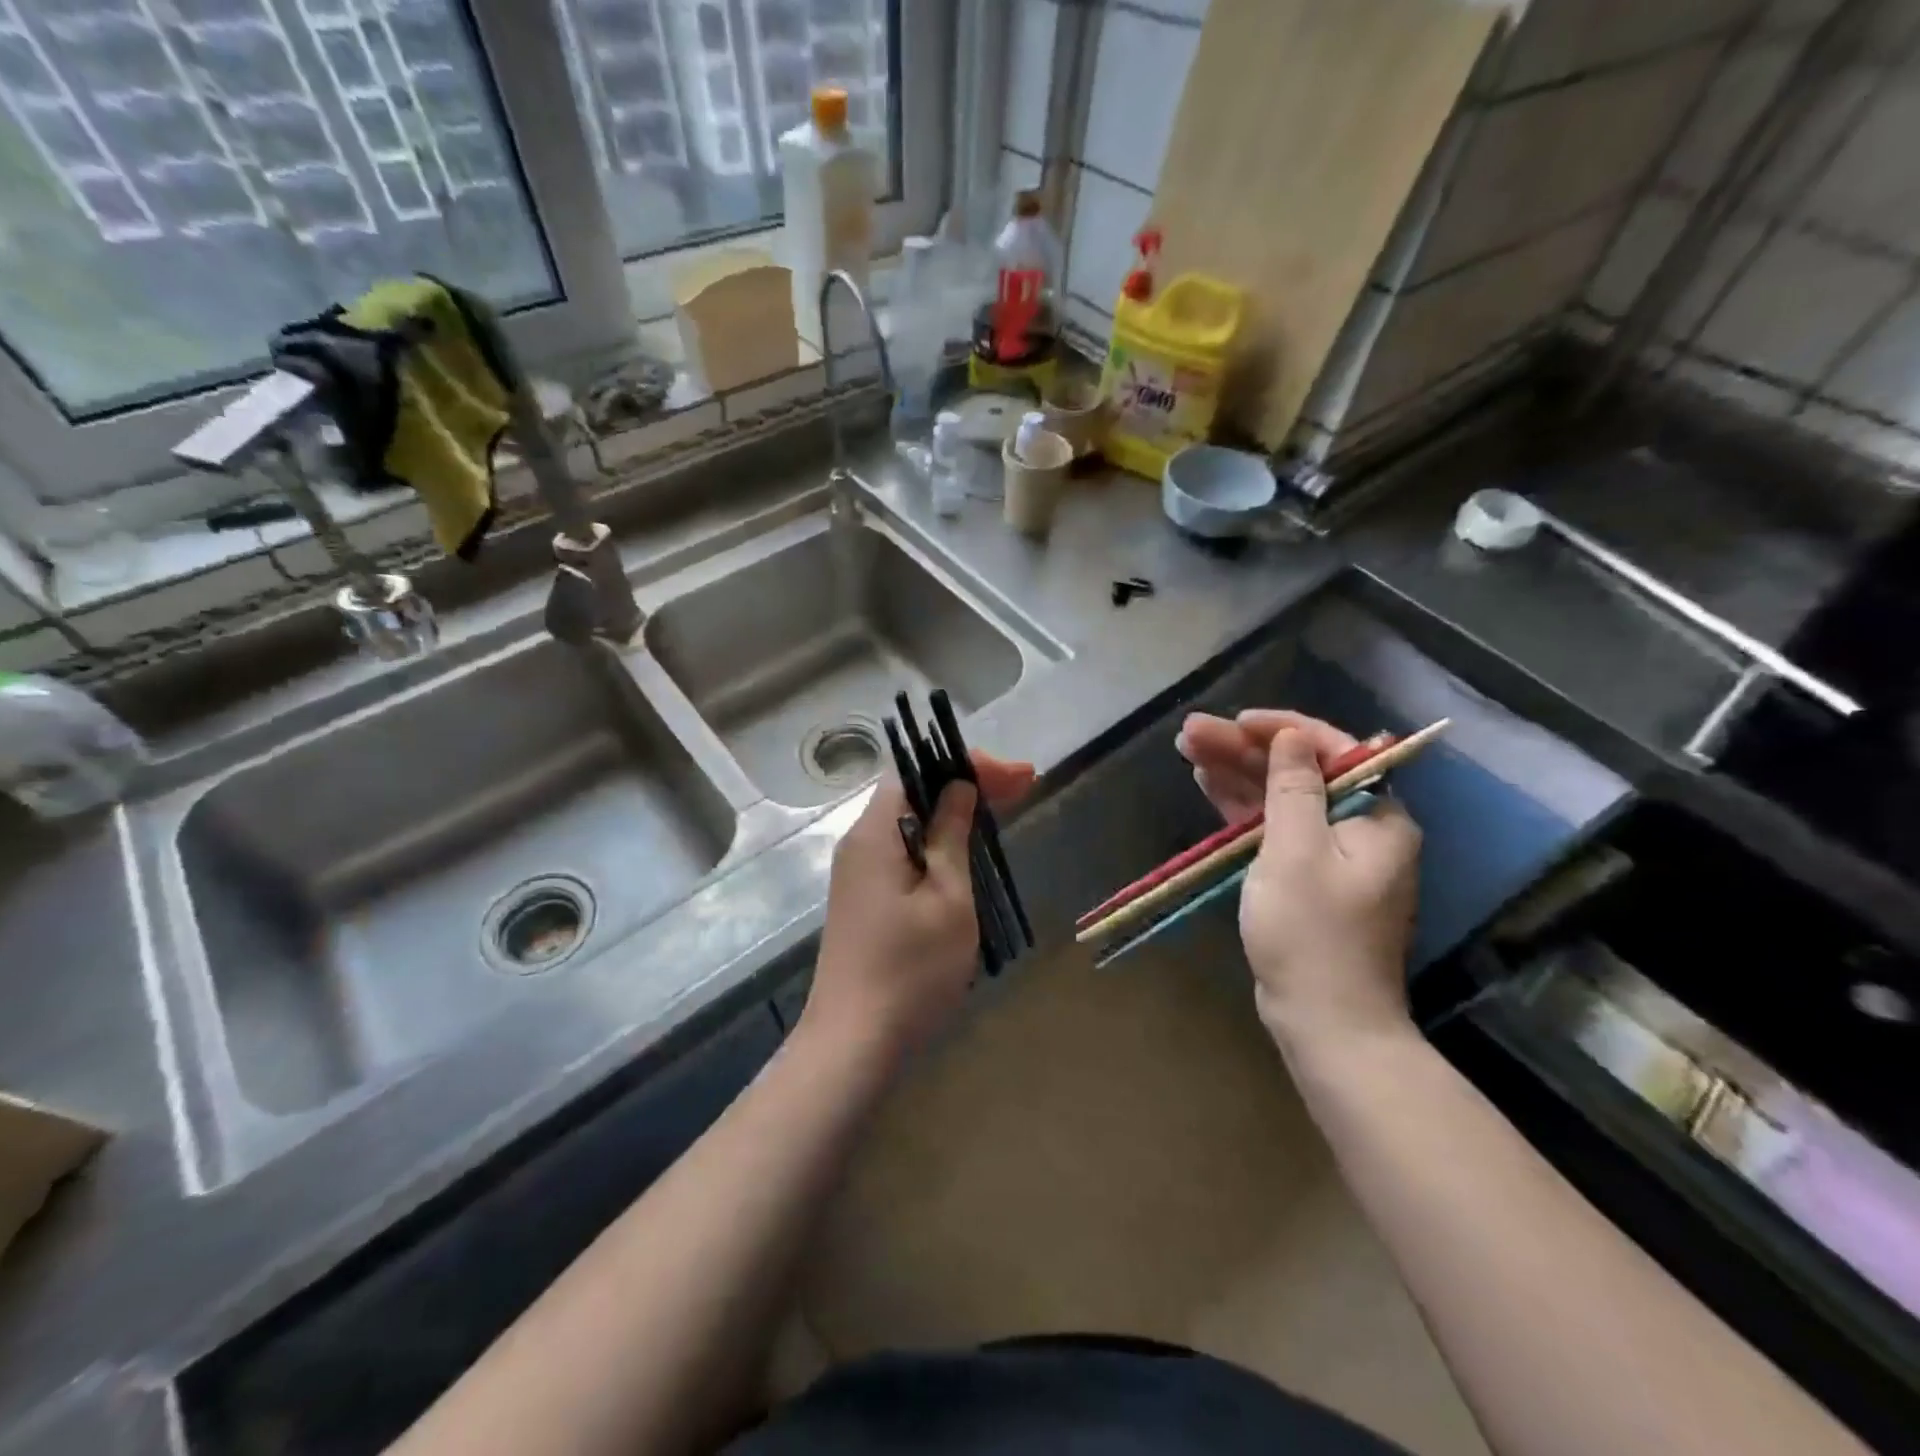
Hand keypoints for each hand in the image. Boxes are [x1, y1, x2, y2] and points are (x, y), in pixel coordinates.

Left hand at [803, 752, 1034, 1061]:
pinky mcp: (865, 899)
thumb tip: (958, 787)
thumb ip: (951, 836)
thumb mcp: (946, 898)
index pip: (915, 771)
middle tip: (1023, 787)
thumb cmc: (910, 970)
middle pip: (912, 794)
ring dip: (955, 813)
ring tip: (1003, 810)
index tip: (1016, 776)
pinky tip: (968, 851)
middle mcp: (860, 843)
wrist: (854, 1044)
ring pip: (910, 823)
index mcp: (874, 834)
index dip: (965, 764)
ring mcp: (859, 873)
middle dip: (966, 784)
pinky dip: (940, 842)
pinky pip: (905, 851)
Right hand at [1179, 710, 1420, 1051]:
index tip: (1236, 720)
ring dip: (1236, 775)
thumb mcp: (1295, 851)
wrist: (1325, 1021)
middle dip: (1244, 750)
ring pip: (1280, 799)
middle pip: (1298, 772)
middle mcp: (1360, 828)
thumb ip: (1293, 788)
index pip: (1332, 749)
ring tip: (1188, 750)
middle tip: (1191, 732)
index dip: (1281, 729)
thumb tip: (1291, 737)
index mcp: (1376, 816)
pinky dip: (1242, 809)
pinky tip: (1208, 786)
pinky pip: (1273, 829)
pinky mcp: (1305, 879)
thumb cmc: (1312, 933)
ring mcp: (1331, 856)